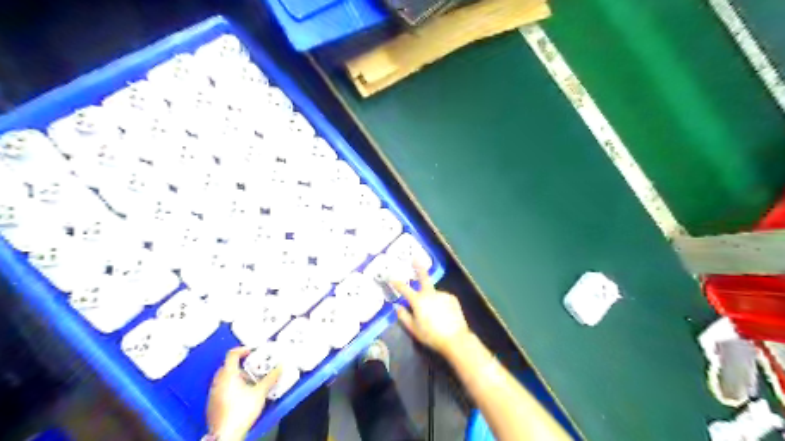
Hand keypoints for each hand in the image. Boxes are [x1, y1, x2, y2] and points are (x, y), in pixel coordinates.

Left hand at [204, 348, 282, 440]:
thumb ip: (271, 378)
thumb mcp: (260, 392)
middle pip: (227, 366)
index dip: (242, 350)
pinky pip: (221, 390)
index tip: (252, 351)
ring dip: (235, 377)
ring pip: (224, 379)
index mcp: (228, 375)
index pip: (232, 354)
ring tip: (249, 384)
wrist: (225, 435)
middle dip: (240, 366)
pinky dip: (230, 388)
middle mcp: (217, 382)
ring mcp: (213, 394)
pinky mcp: (211, 405)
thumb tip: (280, 367)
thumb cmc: (242, 410)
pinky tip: (241, 397)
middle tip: (253, 369)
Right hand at [392, 264, 471, 356]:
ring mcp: (442, 294)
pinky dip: (440, 303)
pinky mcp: (452, 298)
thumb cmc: (431, 336)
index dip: (397, 283)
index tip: (392, 278)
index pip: (405, 289)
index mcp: (418, 301)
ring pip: (433, 294)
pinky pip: (442, 298)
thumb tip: (397, 306)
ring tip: (434, 314)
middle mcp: (430, 294)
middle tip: (415, 258)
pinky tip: (443, 314)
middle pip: (423, 277)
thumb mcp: (414, 329)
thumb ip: (404, 316)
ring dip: (431, 298)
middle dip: (418, 267)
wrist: (455, 339)